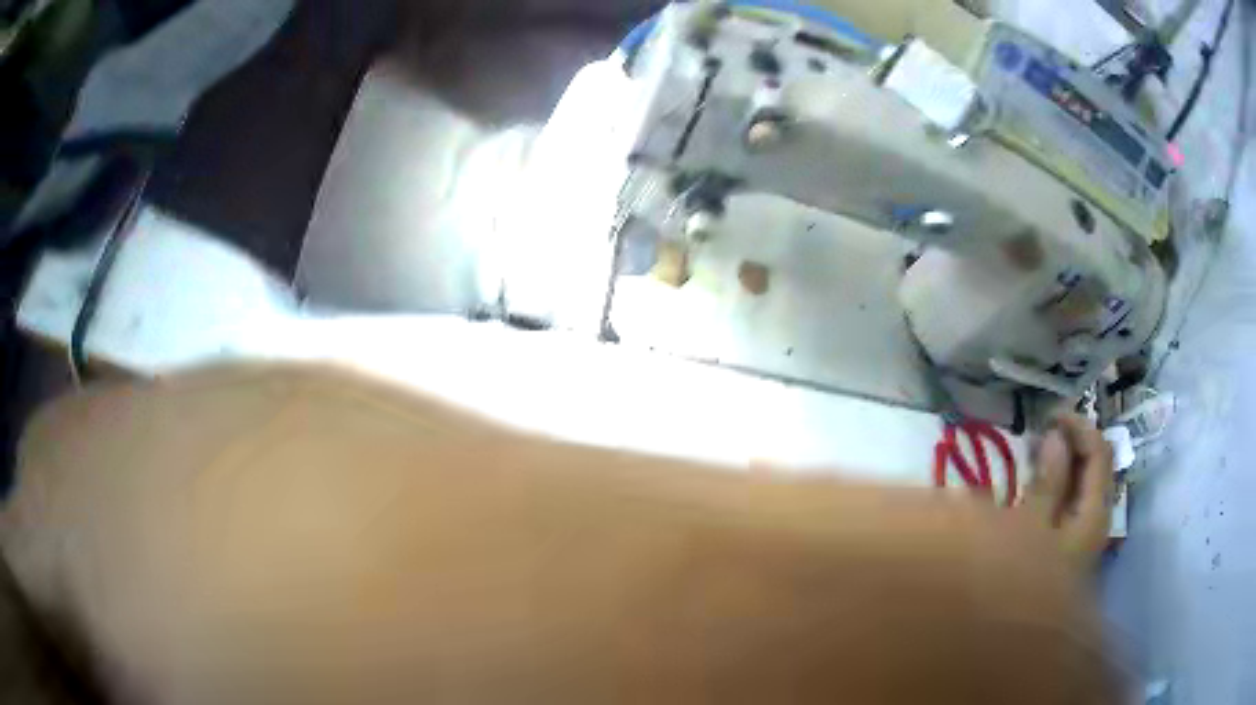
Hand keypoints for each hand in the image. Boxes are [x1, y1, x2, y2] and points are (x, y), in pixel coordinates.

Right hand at [1024, 412, 1113, 564]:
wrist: (1006, 640)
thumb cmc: (1019, 579)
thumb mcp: (1028, 526)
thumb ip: (1047, 481)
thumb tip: (1057, 438)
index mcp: (1094, 513)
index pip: (1100, 452)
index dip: (1079, 427)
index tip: (1049, 415)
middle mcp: (1095, 522)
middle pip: (1094, 470)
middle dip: (1070, 446)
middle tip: (1039, 433)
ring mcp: (1081, 540)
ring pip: (1080, 489)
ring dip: (1060, 469)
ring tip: (1032, 458)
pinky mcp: (1064, 553)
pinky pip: (1066, 509)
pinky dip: (1053, 492)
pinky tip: (1032, 492)